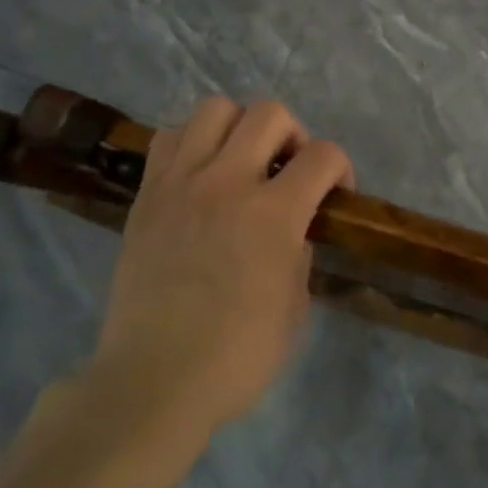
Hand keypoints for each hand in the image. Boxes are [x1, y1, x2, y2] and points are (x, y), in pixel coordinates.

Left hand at [92, 97, 352, 435]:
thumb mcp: (295, 305)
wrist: (154, 379)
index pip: (324, 155)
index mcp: (274, 214)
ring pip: (215, 108)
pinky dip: (193, 142)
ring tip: (241, 163)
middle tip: (288, 171)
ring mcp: (181, 183)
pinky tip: (201, 174)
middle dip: (294, 136)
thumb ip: (298, 251)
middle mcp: (228, 183)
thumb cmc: (238, 354)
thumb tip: (291, 229)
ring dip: (240, 128)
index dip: (340, 168)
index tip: (333, 196)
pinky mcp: (146, 195)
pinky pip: (169, 137)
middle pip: (270, 114)